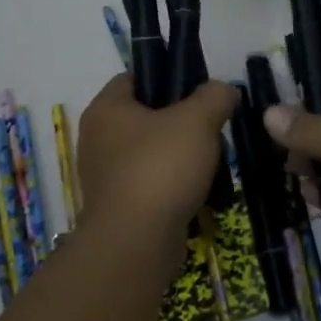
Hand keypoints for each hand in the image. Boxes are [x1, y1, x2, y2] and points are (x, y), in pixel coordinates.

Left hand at [77, 74, 238, 236]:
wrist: (136, 244)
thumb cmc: (160, 169)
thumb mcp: (198, 120)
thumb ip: (214, 96)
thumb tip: (223, 90)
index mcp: (106, 108)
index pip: (134, 77)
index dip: (167, 76)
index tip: (198, 90)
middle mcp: (97, 138)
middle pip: (145, 115)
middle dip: (180, 120)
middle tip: (210, 127)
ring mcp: (104, 175)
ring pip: (149, 151)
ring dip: (178, 155)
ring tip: (210, 161)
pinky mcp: (117, 206)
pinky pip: (149, 183)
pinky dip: (171, 184)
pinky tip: (197, 190)